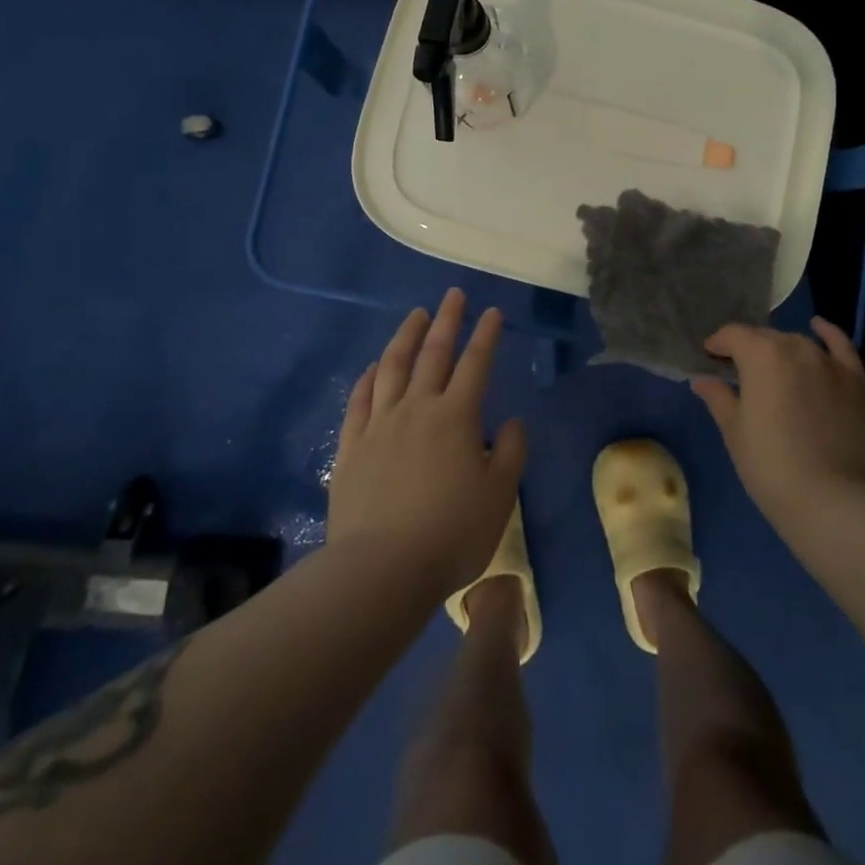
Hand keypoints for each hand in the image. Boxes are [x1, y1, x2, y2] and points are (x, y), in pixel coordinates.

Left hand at [327, 288, 525, 597]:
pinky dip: (369, 377)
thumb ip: (512, 452)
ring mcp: (380, 425)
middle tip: (454, 296)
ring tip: (415, 316)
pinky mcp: (351, 446)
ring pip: (393, 368)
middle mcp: (417, 408)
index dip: (486, 335)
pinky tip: (374, 366)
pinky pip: (360, 400)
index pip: (476, 364)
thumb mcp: (500, 496)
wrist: (381, 569)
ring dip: (405, 337)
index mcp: (456, 417)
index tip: (493, 312)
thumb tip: (513, 421)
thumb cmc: (451, 533)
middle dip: (447, 321)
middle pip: (433, 354)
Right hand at [692, 318, 864, 525]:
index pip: (733, 335)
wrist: (831, 499)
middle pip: (765, 337)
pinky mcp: (856, 381)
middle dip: (748, 349)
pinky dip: (828, 334)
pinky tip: (818, 327)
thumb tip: (702, 380)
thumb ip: (718, 398)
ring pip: (798, 343)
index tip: (710, 358)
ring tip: (773, 369)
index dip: (718, 344)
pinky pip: (841, 346)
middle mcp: (796, 347)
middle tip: (738, 372)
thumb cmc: (770, 465)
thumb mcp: (734, 431)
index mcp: (760, 354)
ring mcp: (829, 362)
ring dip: (781, 350)